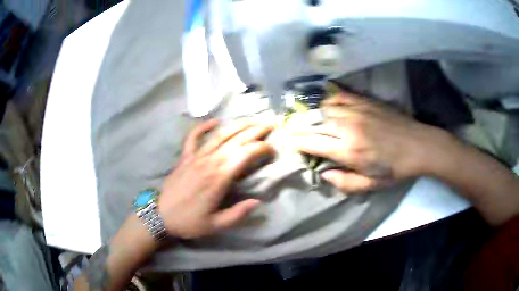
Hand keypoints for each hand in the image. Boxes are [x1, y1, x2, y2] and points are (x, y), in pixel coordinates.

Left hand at [157, 119, 274, 238]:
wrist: (160, 216)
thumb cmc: (189, 222)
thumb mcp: (216, 225)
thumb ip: (238, 214)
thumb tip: (258, 201)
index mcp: (219, 178)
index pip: (245, 154)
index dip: (261, 148)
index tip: (272, 150)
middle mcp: (209, 161)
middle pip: (236, 139)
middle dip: (255, 130)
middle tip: (270, 124)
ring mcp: (195, 157)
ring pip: (219, 135)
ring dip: (237, 125)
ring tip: (252, 119)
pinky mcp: (184, 157)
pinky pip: (193, 137)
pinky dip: (203, 127)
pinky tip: (214, 121)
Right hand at [291, 92, 448, 192]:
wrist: (419, 145)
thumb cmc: (396, 169)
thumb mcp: (371, 185)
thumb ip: (344, 182)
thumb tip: (324, 173)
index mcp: (349, 151)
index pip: (313, 143)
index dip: (297, 142)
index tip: (288, 141)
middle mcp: (348, 127)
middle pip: (314, 122)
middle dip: (298, 125)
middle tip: (288, 126)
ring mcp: (357, 110)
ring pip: (324, 107)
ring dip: (311, 111)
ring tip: (303, 114)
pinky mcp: (365, 101)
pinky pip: (340, 95)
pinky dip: (328, 98)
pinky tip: (323, 101)